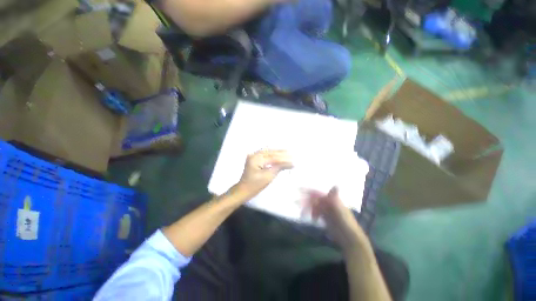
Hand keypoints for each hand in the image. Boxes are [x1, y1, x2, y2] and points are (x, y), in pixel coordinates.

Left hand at [235, 150, 293, 199]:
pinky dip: (273, 154)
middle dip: (282, 153)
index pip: (273, 157)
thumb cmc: (255, 186)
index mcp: (256, 159)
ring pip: (268, 152)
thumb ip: (279, 168)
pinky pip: (265, 154)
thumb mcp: (268, 177)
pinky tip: (279, 153)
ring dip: (278, 152)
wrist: (243, 190)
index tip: (293, 160)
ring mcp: (254, 156)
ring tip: (288, 153)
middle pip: (271, 152)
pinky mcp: (255, 158)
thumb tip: (291, 163)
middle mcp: (254, 154)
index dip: (284, 159)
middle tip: (293, 154)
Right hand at [303, 187, 370, 250]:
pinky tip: (312, 218)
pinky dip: (312, 214)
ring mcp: (326, 211)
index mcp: (332, 200)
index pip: (318, 193)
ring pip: (314, 206)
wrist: (349, 239)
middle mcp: (328, 203)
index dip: (309, 191)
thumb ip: (334, 198)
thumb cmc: (346, 223)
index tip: (299, 190)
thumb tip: (336, 185)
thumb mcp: (340, 210)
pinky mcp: (325, 218)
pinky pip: (316, 213)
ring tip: (302, 213)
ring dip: (308, 208)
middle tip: (296, 203)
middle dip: (305, 200)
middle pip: (314, 199)